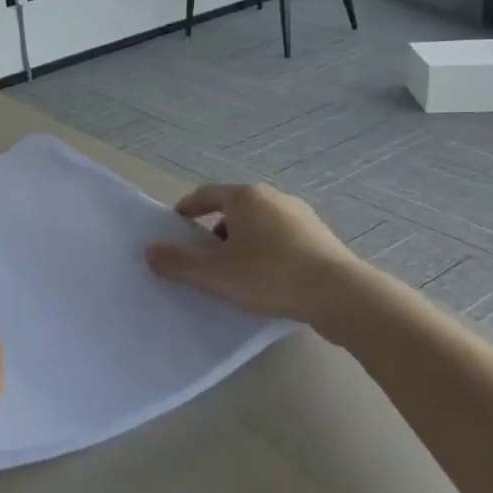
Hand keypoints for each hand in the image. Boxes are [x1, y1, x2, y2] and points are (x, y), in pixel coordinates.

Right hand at [144, 183, 363, 323]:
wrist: (343, 296)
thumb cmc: (270, 276)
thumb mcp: (215, 274)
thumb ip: (178, 263)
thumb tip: (149, 251)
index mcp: (244, 197)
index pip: (205, 195)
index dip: (186, 209)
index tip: (176, 226)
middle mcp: (272, 197)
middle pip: (233, 209)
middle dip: (215, 231)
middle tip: (204, 257)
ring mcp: (301, 215)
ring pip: (259, 224)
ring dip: (242, 243)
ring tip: (236, 272)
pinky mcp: (321, 237)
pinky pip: (281, 238)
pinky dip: (267, 252)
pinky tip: (268, 279)